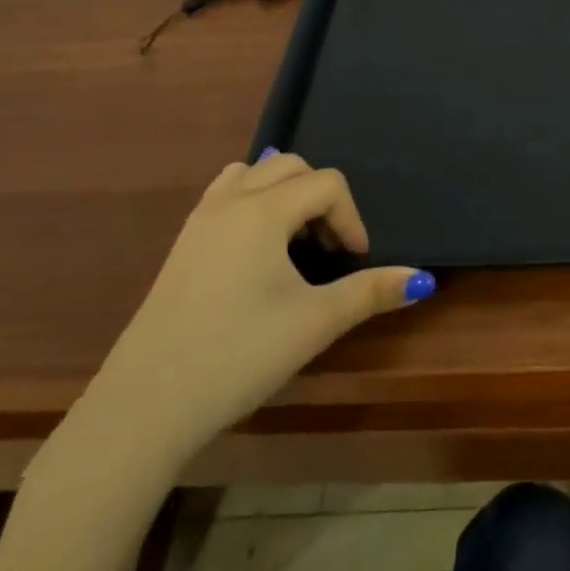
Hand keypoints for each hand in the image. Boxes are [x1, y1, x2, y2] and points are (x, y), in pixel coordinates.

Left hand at [84, 153, 431, 471]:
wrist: (146, 403)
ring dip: (285, 193)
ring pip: (253, 173)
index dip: (351, 218)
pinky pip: (225, 193)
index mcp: (263, 211)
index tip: (354, 262)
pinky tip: (256, 251)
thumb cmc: (238, 355)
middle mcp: (230, 201)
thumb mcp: (314, 323)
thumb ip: (371, 292)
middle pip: (292, 167)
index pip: (327, 184)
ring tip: (294, 241)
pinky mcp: (182, 242)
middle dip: (321, 199)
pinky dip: (252, 201)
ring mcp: (200, 219)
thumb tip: (423, 280)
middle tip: (327, 250)